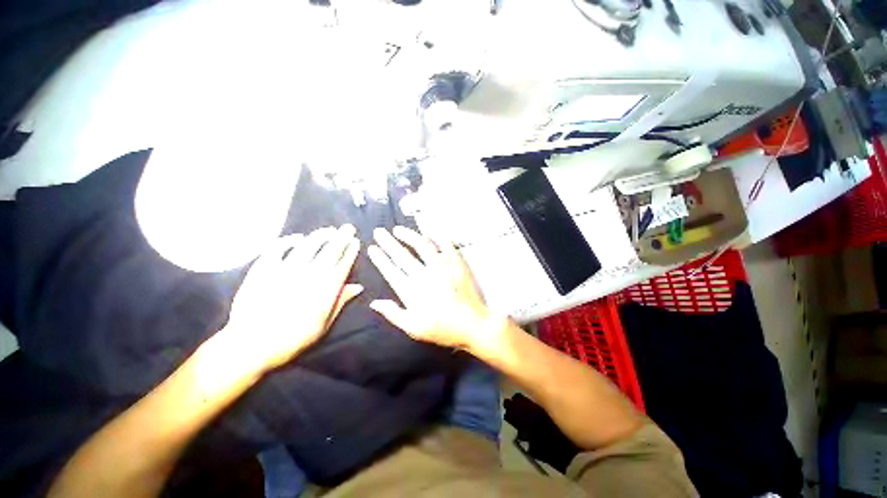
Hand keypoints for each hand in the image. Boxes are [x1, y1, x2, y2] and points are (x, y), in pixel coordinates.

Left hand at [224, 225, 361, 372]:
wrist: (251, 344)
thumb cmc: (292, 339)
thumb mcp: (323, 325)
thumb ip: (341, 302)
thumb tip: (358, 287)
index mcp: (325, 288)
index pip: (343, 264)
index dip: (351, 251)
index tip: (356, 241)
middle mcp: (309, 274)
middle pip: (329, 250)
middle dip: (341, 237)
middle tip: (348, 227)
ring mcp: (286, 269)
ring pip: (308, 245)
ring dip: (320, 235)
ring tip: (329, 230)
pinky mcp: (264, 268)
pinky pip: (278, 248)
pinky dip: (289, 240)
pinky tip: (297, 238)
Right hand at [367, 226, 505, 354]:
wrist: (472, 325)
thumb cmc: (442, 329)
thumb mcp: (414, 328)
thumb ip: (393, 314)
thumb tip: (374, 303)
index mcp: (411, 291)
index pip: (391, 270)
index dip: (380, 258)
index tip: (372, 248)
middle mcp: (424, 275)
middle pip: (402, 255)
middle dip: (388, 242)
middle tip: (379, 232)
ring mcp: (441, 267)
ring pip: (421, 245)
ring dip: (408, 235)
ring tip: (398, 229)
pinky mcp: (456, 263)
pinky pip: (445, 244)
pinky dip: (436, 235)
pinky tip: (428, 231)